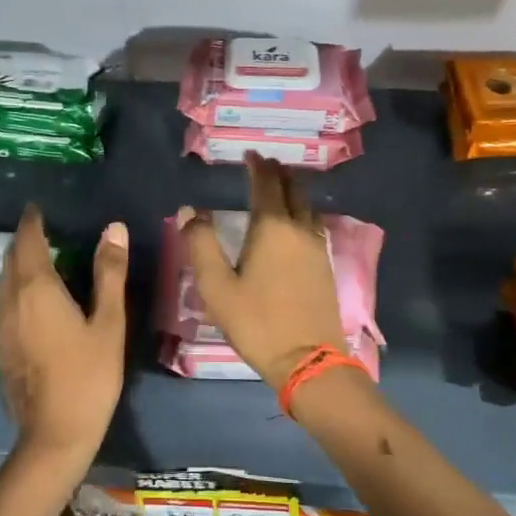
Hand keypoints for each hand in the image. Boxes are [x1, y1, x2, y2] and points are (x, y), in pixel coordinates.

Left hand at [0, 206, 127, 471]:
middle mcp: (11, 300)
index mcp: (37, 289)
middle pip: (10, 258)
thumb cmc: (89, 376)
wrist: (55, 433)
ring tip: (39, 258)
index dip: (32, 221)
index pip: (27, 241)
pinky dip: (15, 287)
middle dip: (23, 240)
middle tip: (43, 229)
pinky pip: (3, 302)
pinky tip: (33, 298)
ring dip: (16, 263)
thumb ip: (109, 273)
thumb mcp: (109, 323)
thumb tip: (113, 228)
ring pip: (2, 281)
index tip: (38, 207)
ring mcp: (1, 325)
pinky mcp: (0, 346)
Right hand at [179, 153, 344, 389]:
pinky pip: (314, 225)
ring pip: (307, 207)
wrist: (308, 359)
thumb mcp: (216, 287)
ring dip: (293, 191)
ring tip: (280, 187)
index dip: (258, 167)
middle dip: (279, 173)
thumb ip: (201, 244)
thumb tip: (189, 211)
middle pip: (293, 190)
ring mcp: (317, 248)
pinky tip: (296, 223)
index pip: (266, 185)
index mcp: (272, 228)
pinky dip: (302, 212)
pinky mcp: (325, 266)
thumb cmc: (257, 322)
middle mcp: (299, 229)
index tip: (250, 155)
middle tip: (265, 165)